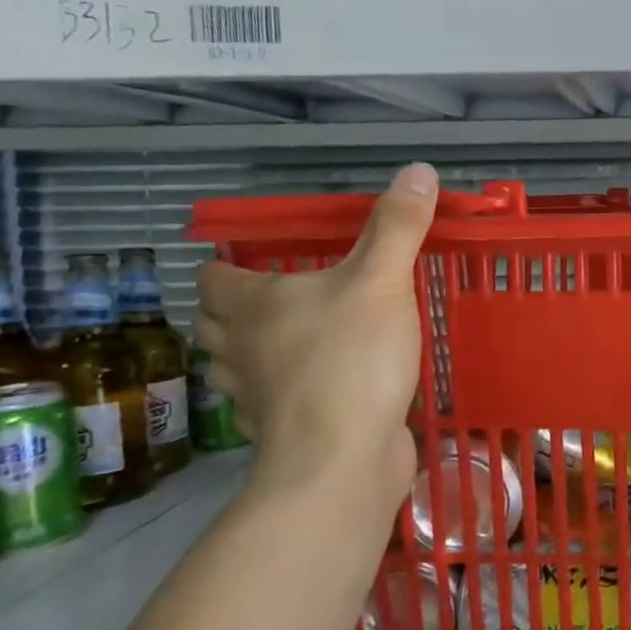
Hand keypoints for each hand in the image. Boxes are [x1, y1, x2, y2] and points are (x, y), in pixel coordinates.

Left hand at [195, 163, 438, 496]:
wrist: (342, 459)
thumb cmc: (351, 359)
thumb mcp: (381, 281)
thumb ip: (398, 227)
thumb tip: (418, 169)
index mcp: (253, 305)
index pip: (212, 276)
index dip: (226, 264)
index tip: (258, 258)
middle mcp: (241, 348)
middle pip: (214, 322)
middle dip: (235, 308)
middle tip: (280, 294)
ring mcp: (257, 397)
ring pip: (235, 367)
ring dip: (253, 353)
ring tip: (293, 339)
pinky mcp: (282, 432)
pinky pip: (269, 405)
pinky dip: (282, 394)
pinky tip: (317, 388)